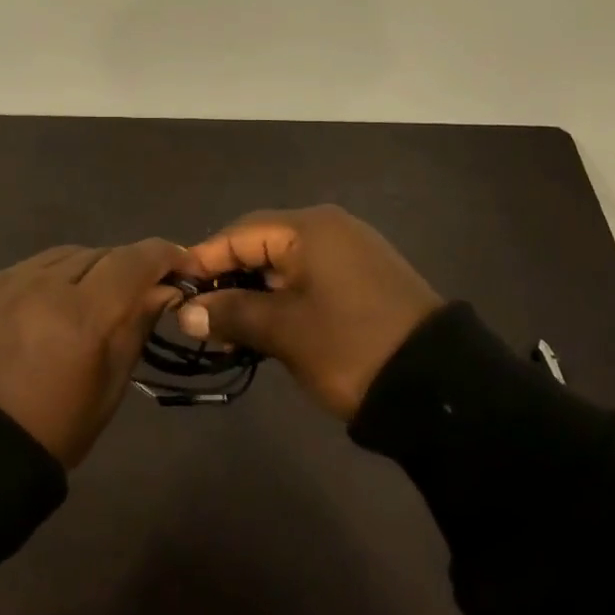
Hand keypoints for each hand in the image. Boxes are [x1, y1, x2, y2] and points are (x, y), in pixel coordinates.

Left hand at [0, 239, 189, 466]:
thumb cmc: (52, 430)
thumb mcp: (108, 387)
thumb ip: (136, 328)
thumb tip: (164, 290)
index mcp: (84, 316)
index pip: (135, 261)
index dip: (165, 255)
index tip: (183, 265)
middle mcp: (48, 284)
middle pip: (103, 253)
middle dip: (129, 267)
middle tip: (141, 290)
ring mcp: (13, 280)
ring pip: (69, 254)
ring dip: (92, 268)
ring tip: (97, 295)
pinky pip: (36, 264)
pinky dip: (57, 274)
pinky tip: (57, 298)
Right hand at [179, 205, 445, 419]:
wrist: (441, 388)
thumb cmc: (350, 346)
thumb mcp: (283, 331)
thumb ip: (230, 313)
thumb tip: (184, 311)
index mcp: (310, 227)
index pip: (239, 233)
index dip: (203, 260)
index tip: (173, 289)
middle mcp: (330, 228)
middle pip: (261, 245)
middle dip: (227, 278)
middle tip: (198, 314)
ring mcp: (350, 253)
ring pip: (283, 264)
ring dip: (253, 293)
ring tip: (225, 327)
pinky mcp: (363, 279)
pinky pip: (307, 278)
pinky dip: (281, 299)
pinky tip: (264, 326)